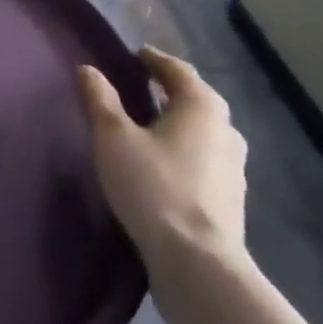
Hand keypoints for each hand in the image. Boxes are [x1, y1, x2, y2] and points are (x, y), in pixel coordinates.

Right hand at [78, 47, 247, 272]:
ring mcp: (233, 167)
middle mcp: (225, 128)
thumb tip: (88, 69)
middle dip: (168, 90)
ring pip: (202, 131)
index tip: (134, 56)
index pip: (176, 69)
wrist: (198, 266)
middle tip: (140, 87)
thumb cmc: (155, 188)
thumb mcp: (114, 138)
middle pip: (194, 98)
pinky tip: (165, 165)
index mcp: (201, 104)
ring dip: (178, 123)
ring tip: (150, 126)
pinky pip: (205, 160)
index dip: (153, 60)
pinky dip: (185, 152)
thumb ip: (100, 100)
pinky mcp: (231, 200)